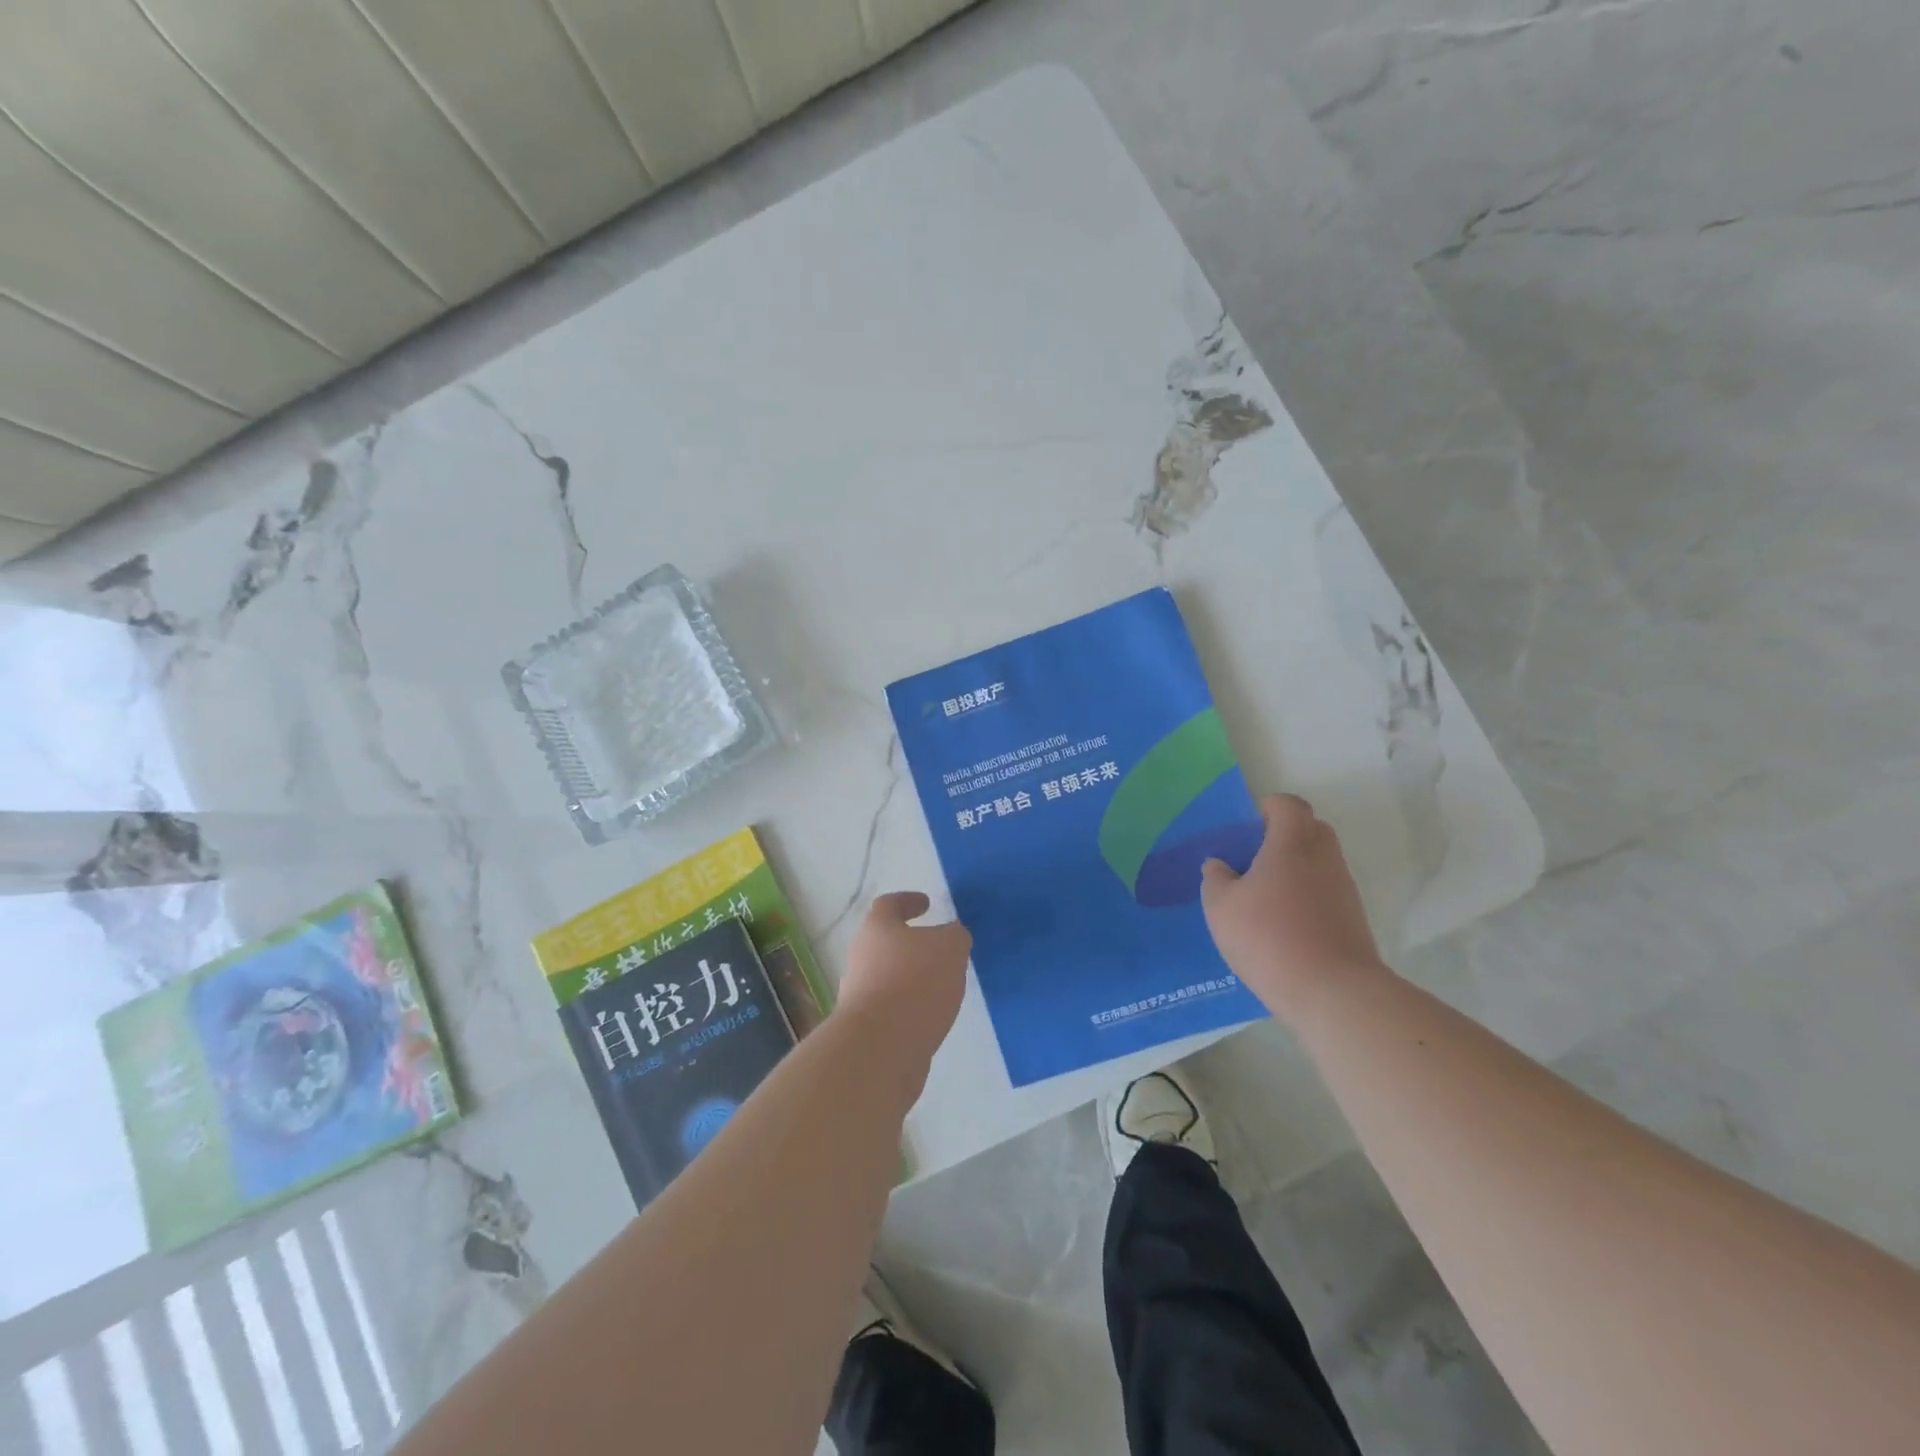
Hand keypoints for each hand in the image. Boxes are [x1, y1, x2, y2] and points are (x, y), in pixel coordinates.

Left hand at [839, 892, 971, 1075]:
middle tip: (941, 949)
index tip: (927, 904)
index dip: (908, 901)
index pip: (888, 904)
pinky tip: (934, 1015)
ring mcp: (860, 994)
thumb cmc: (915, 983)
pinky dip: (912, 1006)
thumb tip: (952, 935)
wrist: (880, 1048)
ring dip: (914, 977)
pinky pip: (893, 1007)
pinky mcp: (868, 1027)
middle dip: (913, 944)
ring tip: (944, 985)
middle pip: (886, 942)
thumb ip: (955, 936)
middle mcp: (862, 958)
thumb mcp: (949, 948)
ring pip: (890, 976)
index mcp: (877, 929)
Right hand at [1201, 794, 1384, 1024]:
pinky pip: (1326, 894)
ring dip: (1296, 870)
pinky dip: (1307, 899)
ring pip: (1320, 864)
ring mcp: (1344, 890)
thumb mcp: (1221, 907)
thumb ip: (1216, 879)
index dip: (1269, 807)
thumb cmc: (1269, 936)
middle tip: (1253, 858)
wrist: (1333, 992)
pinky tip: (1282, 926)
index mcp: (1292, 844)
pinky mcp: (1353, 921)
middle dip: (1284, 836)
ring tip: (1263, 898)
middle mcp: (1324, 859)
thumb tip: (1220, 865)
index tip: (1249, 825)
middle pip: (1311, 830)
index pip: (1289, 806)